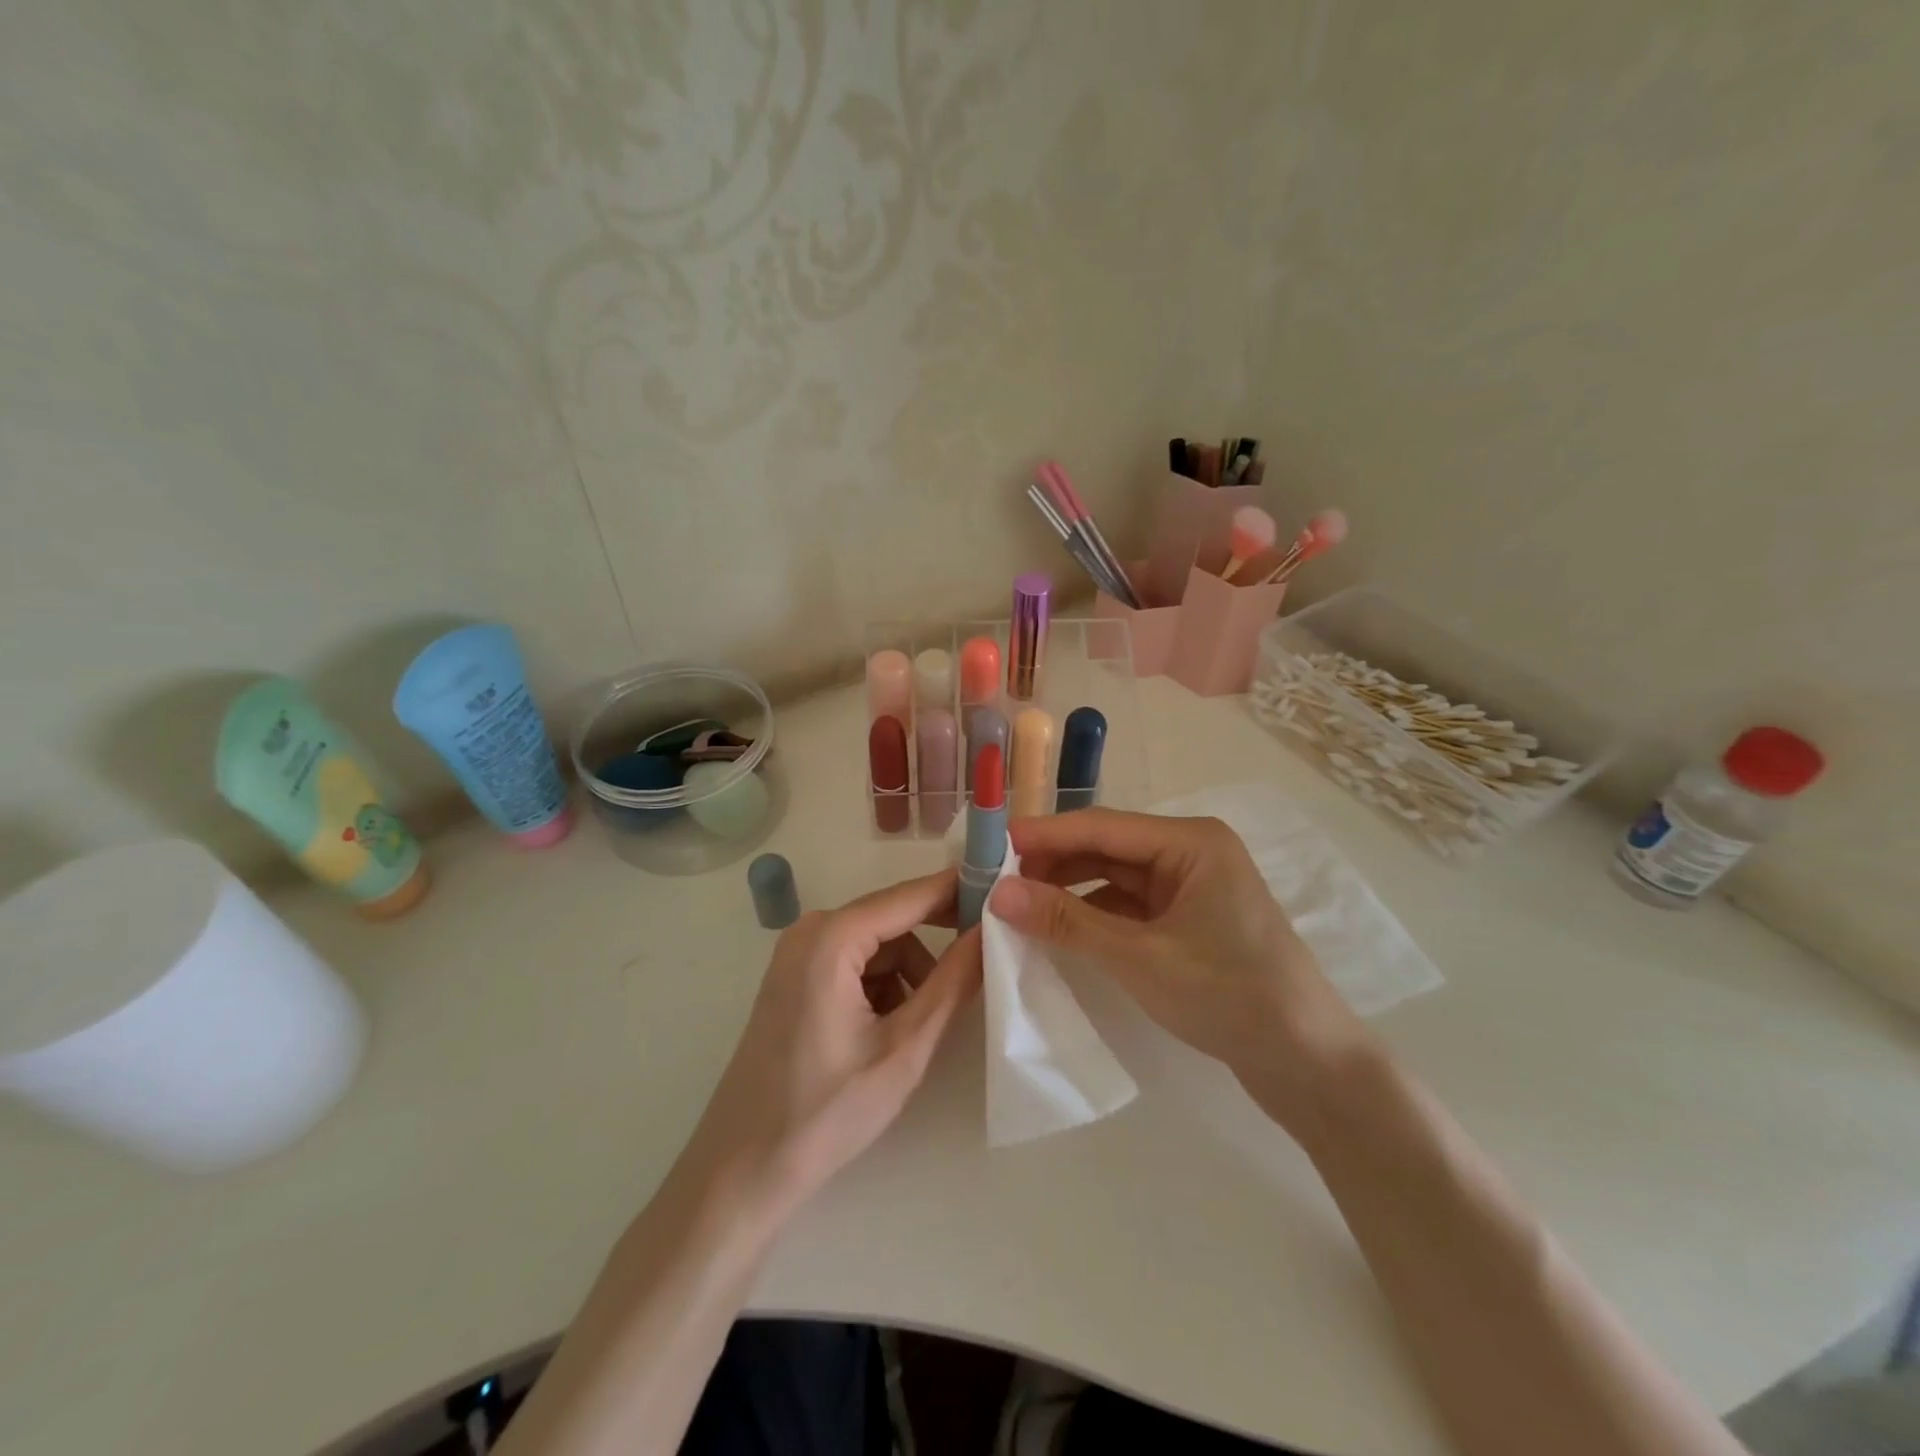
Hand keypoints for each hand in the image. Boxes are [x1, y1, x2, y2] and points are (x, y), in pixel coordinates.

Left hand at [681, 870, 980, 1214]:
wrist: (742, 1169)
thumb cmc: (826, 1111)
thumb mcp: (905, 1047)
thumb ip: (953, 983)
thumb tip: (989, 930)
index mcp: (832, 938)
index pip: (911, 896)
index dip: (959, 891)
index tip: (1005, 893)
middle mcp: (811, 931)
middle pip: (893, 918)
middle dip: (937, 939)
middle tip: (985, 959)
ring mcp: (797, 954)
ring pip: (878, 944)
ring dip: (910, 972)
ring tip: (922, 1024)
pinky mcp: (795, 978)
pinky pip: (855, 962)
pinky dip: (883, 985)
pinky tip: (889, 1029)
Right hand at [989, 809, 1369, 1130]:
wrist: (1309, 1064)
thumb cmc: (1228, 995)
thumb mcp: (1139, 957)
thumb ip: (1067, 921)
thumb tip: (998, 894)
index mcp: (1191, 841)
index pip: (1101, 826)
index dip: (1044, 835)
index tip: (990, 846)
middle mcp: (1192, 852)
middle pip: (1108, 847)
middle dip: (1054, 864)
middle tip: (997, 882)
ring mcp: (1193, 887)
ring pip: (1116, 877)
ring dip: (1071, 889)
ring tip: (1020, 905)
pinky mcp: (1191, 921)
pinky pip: (1130, 905)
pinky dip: (1095, 914)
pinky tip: (1061, 927)